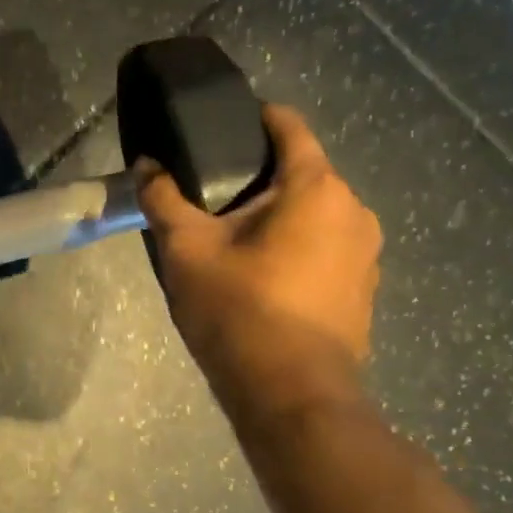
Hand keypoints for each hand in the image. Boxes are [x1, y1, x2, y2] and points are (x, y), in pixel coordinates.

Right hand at [137, 105, 381, 417]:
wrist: (291, 395)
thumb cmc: (239, 309)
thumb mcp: (186, 249)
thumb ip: (163, 198)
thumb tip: (145, 165)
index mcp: (316, 188)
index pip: (289, 126)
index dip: (253, 117)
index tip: (218, 127)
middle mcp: (354, 210)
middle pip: (303, 170)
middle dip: (259, 172)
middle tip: (210, 189)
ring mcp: (366, 253)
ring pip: (316, 210)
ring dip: (279, 211)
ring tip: (232, 230)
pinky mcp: (364, 287)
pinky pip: (327, 245)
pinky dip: (297, 243)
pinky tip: (262, 270)